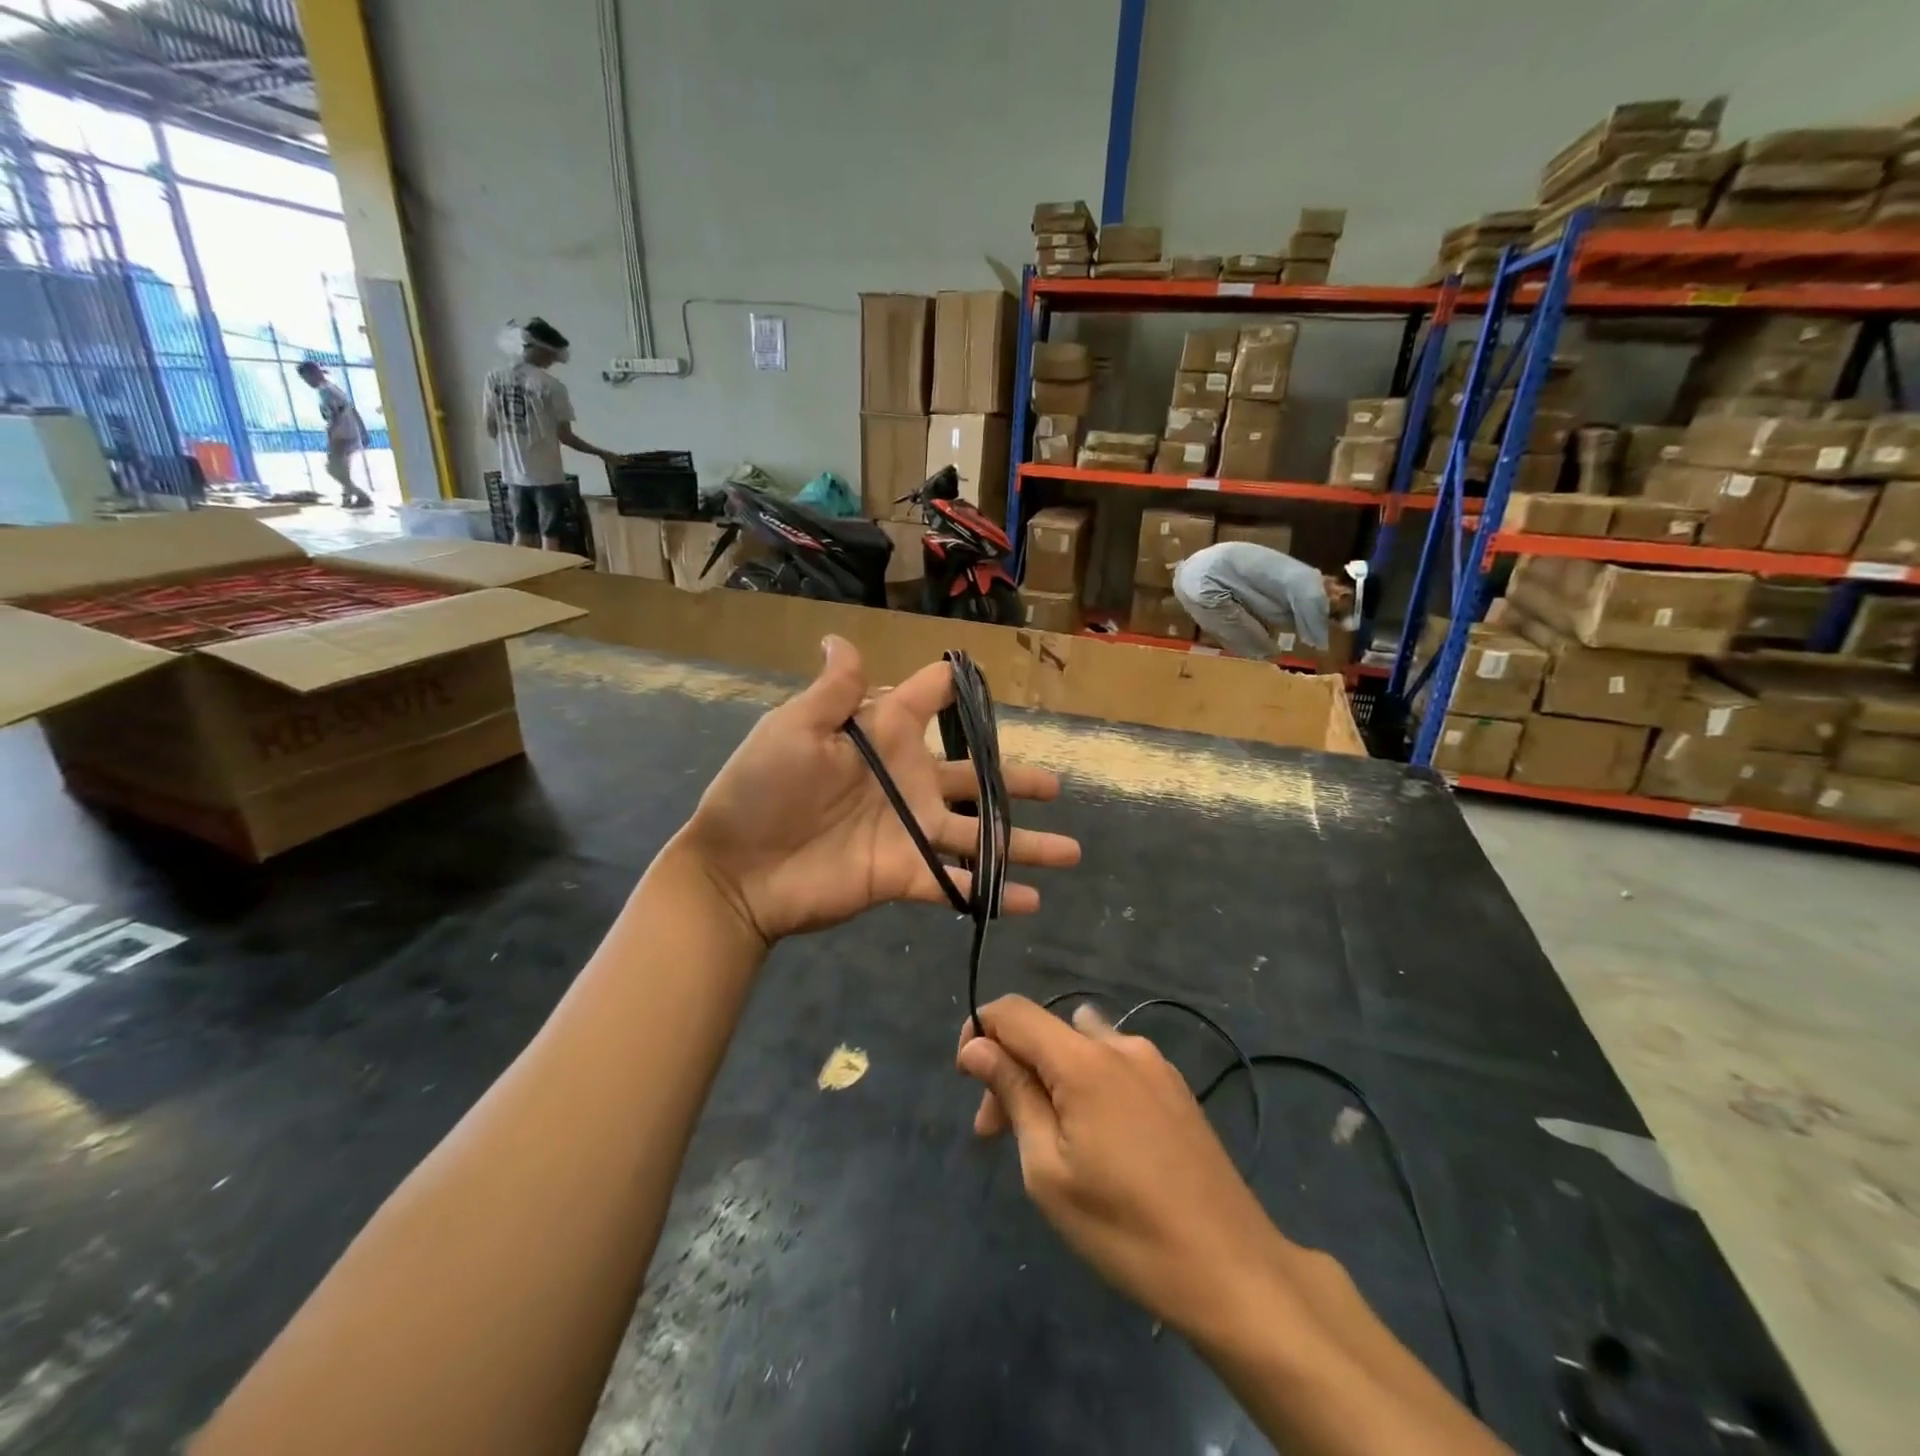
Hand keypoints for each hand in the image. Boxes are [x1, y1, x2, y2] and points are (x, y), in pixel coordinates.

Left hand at [680, 637, 1080, 944]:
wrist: (737, 870)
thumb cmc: (762, 790)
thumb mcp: (793, 729)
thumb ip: (833, 691)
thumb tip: (840, 639)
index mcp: (884, 737)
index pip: (930, 701)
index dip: (956, 689)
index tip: (985, 685)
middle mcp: (908, 781)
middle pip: (975, 775)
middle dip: (1015, 779)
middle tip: (1055, 784)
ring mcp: (911, 830)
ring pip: (981, 833)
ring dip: (1025, 842)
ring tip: (1071, 850)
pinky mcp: (905, 874)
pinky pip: (958, 882)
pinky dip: (993, 893)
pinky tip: (1029, 901)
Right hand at [956, 995, 1292, 1339]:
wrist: (1233, 1269)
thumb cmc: (1125, 1227)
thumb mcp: (1048, 1169)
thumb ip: (1013, 1094)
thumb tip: (976, 1046)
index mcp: (1084, 1059)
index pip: (1014, 1012)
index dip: (980, 1031)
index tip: (967, 1079)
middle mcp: (1119, 1044)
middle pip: (1046, 1033)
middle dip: (1011, 1070)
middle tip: (994, 1136)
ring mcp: (1153, 1063)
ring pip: (1079, 1048)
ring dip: (1048, 1079)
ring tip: (1044, 1140)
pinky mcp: (1174, 1087)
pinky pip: (1112, 1065)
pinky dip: (1085, 1086)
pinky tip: (1093, 1140)